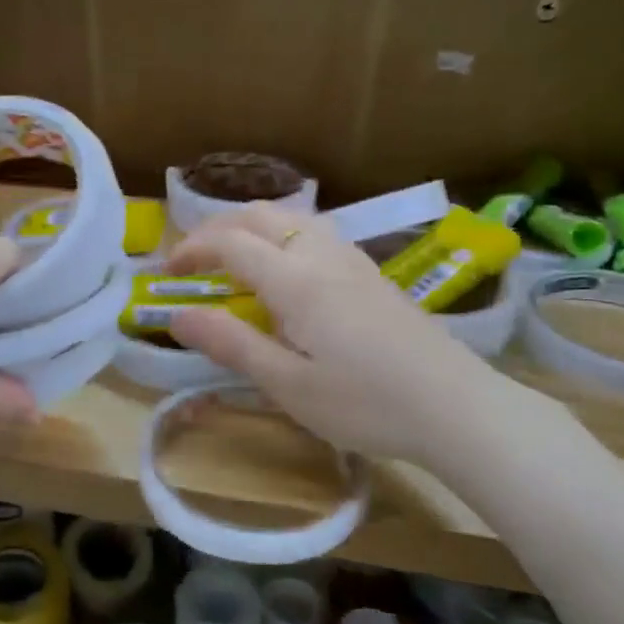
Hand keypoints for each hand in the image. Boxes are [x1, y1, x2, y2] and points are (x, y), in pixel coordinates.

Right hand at [165, 204, 506, 465]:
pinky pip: (318, 234)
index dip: (193, 250)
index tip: (167, 272)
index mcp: (297, 280)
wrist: (456, 407)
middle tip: (195, 259)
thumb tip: (177, 316)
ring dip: (254, 227)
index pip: (232, 243)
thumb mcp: (288, 384)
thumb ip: (231, 344)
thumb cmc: (365, 403)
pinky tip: (288, 272)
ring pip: (295, 219)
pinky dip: (284, 237)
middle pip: (263, 216)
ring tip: (235, 259)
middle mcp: (324, 256)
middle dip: (219, 228)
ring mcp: (354, 262)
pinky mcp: (373, 276)